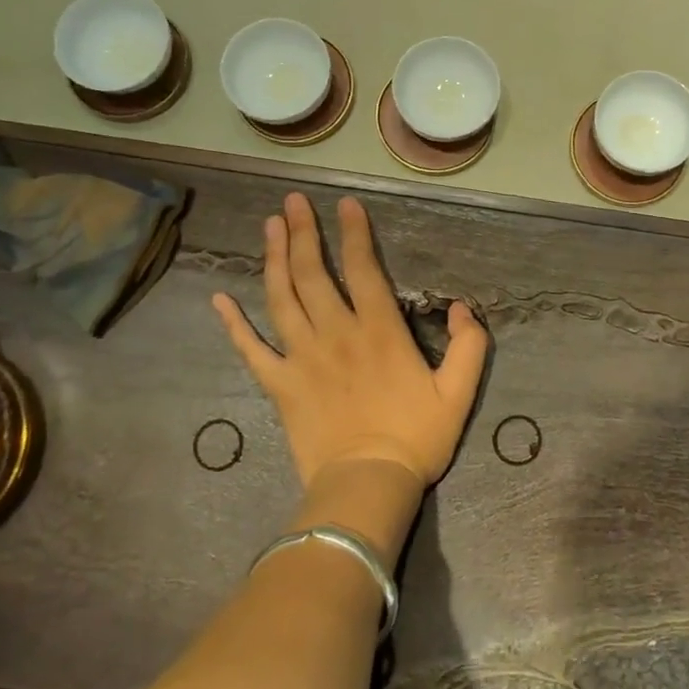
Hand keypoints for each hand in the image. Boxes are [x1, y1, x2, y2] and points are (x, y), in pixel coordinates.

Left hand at [211, 193, 488, 491]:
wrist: (367, 486)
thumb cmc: (416, 439)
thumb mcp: (459, 393)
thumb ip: (469, 345)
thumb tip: (462, 306)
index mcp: (379, 331)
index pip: (364, 269)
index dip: (354, 233)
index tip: (345, 204)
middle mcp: (336, 334)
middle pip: (313, 273)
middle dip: (303, 232)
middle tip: (292, 202)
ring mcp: (302, 358)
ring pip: (281, 298)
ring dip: (274, 259)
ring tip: (269, 226)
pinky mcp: (279, 385)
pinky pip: (250, 350)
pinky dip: (233, 324)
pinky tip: (219, 299)